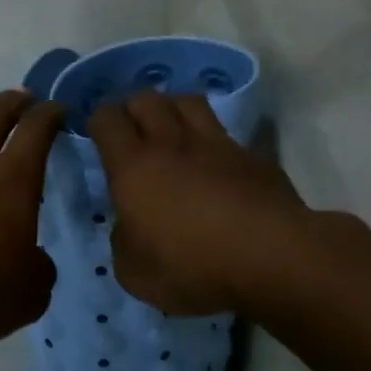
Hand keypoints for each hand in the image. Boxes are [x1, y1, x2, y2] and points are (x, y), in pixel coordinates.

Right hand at [89, 92, 309, 314]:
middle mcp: (171, 144)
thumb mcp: (135, 272)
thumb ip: (123, 241)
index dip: (98, 121)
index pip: (107, 119)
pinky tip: (215, 161)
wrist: (272, 259)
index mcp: (132, 167)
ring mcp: (216, 145)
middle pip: (147, 98)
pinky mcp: (253, 156)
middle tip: (132, 131)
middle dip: (133, 108)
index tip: (98, 136)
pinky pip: (227, 133)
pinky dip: (214, 140)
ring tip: (171, 130)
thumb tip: (129, 226)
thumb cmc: (192, 267)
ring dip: (173, 109)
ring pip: (188, 101)